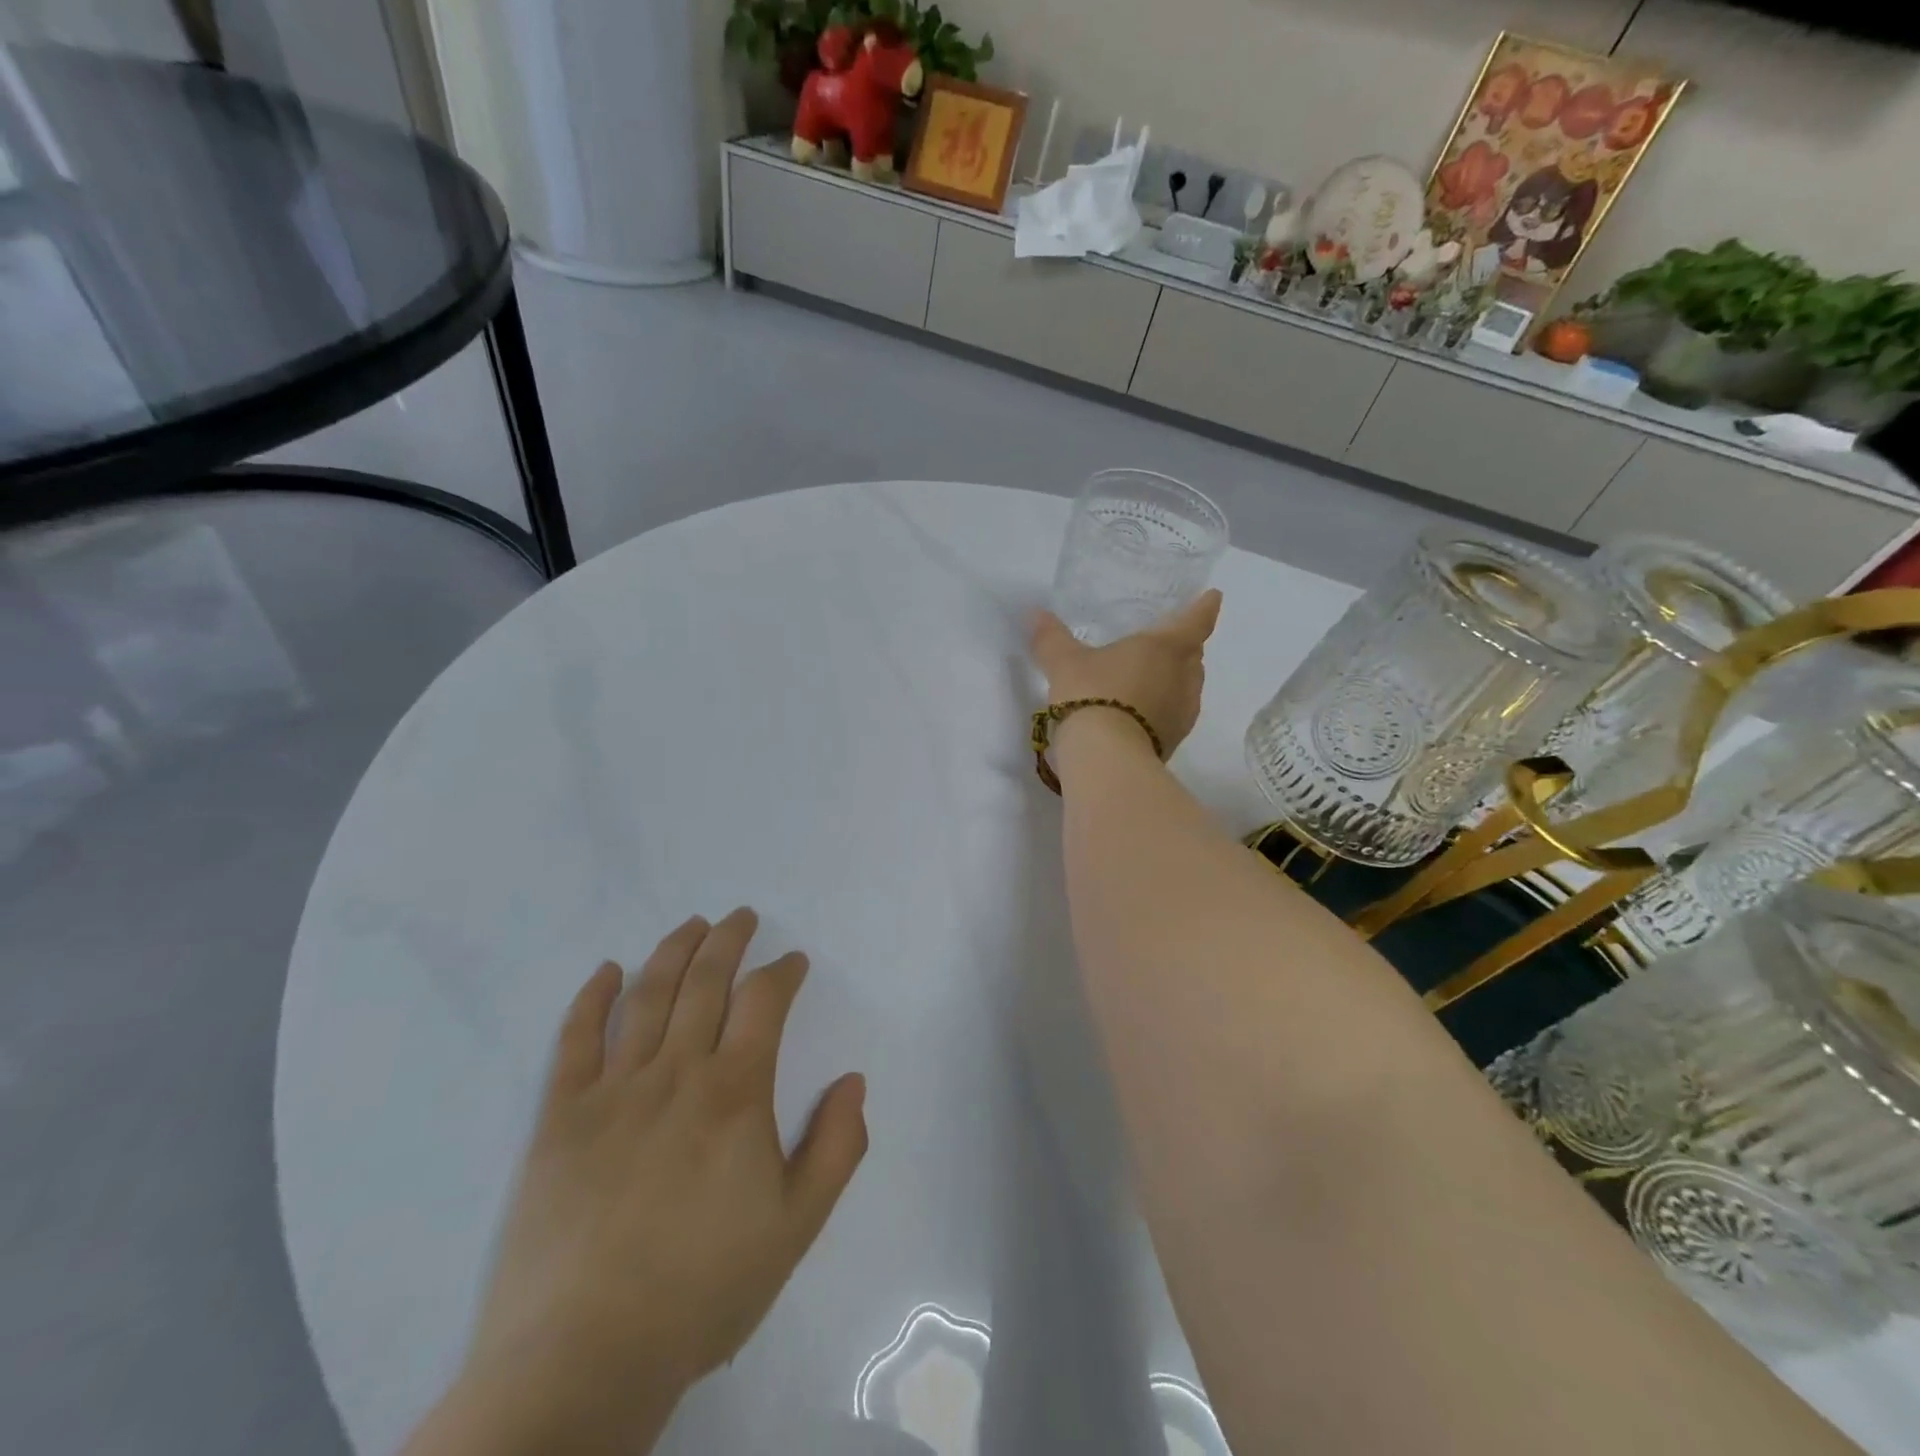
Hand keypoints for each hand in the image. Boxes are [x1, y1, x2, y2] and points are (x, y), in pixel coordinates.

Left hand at [451, 910, 867, 1450]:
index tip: (793, 962)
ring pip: (648, 995)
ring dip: (673, 950)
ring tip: (692, 925)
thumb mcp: (797, 1225)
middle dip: (729, 940)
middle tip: (741, 917)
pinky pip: (575, 1040)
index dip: (782, 971)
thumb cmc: (703, 1289)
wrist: (584, 1358)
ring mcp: (613, 1089)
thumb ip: (837, 1146)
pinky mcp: (560, 1116)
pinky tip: (607, 971)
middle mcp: (676, 1072)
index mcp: (735, 1092)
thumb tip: (853, 1081)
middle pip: (706, 981)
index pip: (764, 1001)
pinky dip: (593, 997)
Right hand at [1030, 590, 1223, 756]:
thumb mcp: (1064, 663)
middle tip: (1167, 640)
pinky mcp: (1173, 742)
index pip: (1196, 619)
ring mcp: (1183, 713)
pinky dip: (1162, 707)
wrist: (1106, 760)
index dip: (1204, 606)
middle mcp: (1183, 677)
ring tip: (1151, 677)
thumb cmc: (1092, 695)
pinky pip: (1173, 715)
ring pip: (1186, 686)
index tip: (1213, 596)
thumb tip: (1034, 614)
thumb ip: (1051, 638)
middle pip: (1193, 655)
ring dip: (1173, 680)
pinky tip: (1141, 711)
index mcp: (1166, 647)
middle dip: (1185, 646)